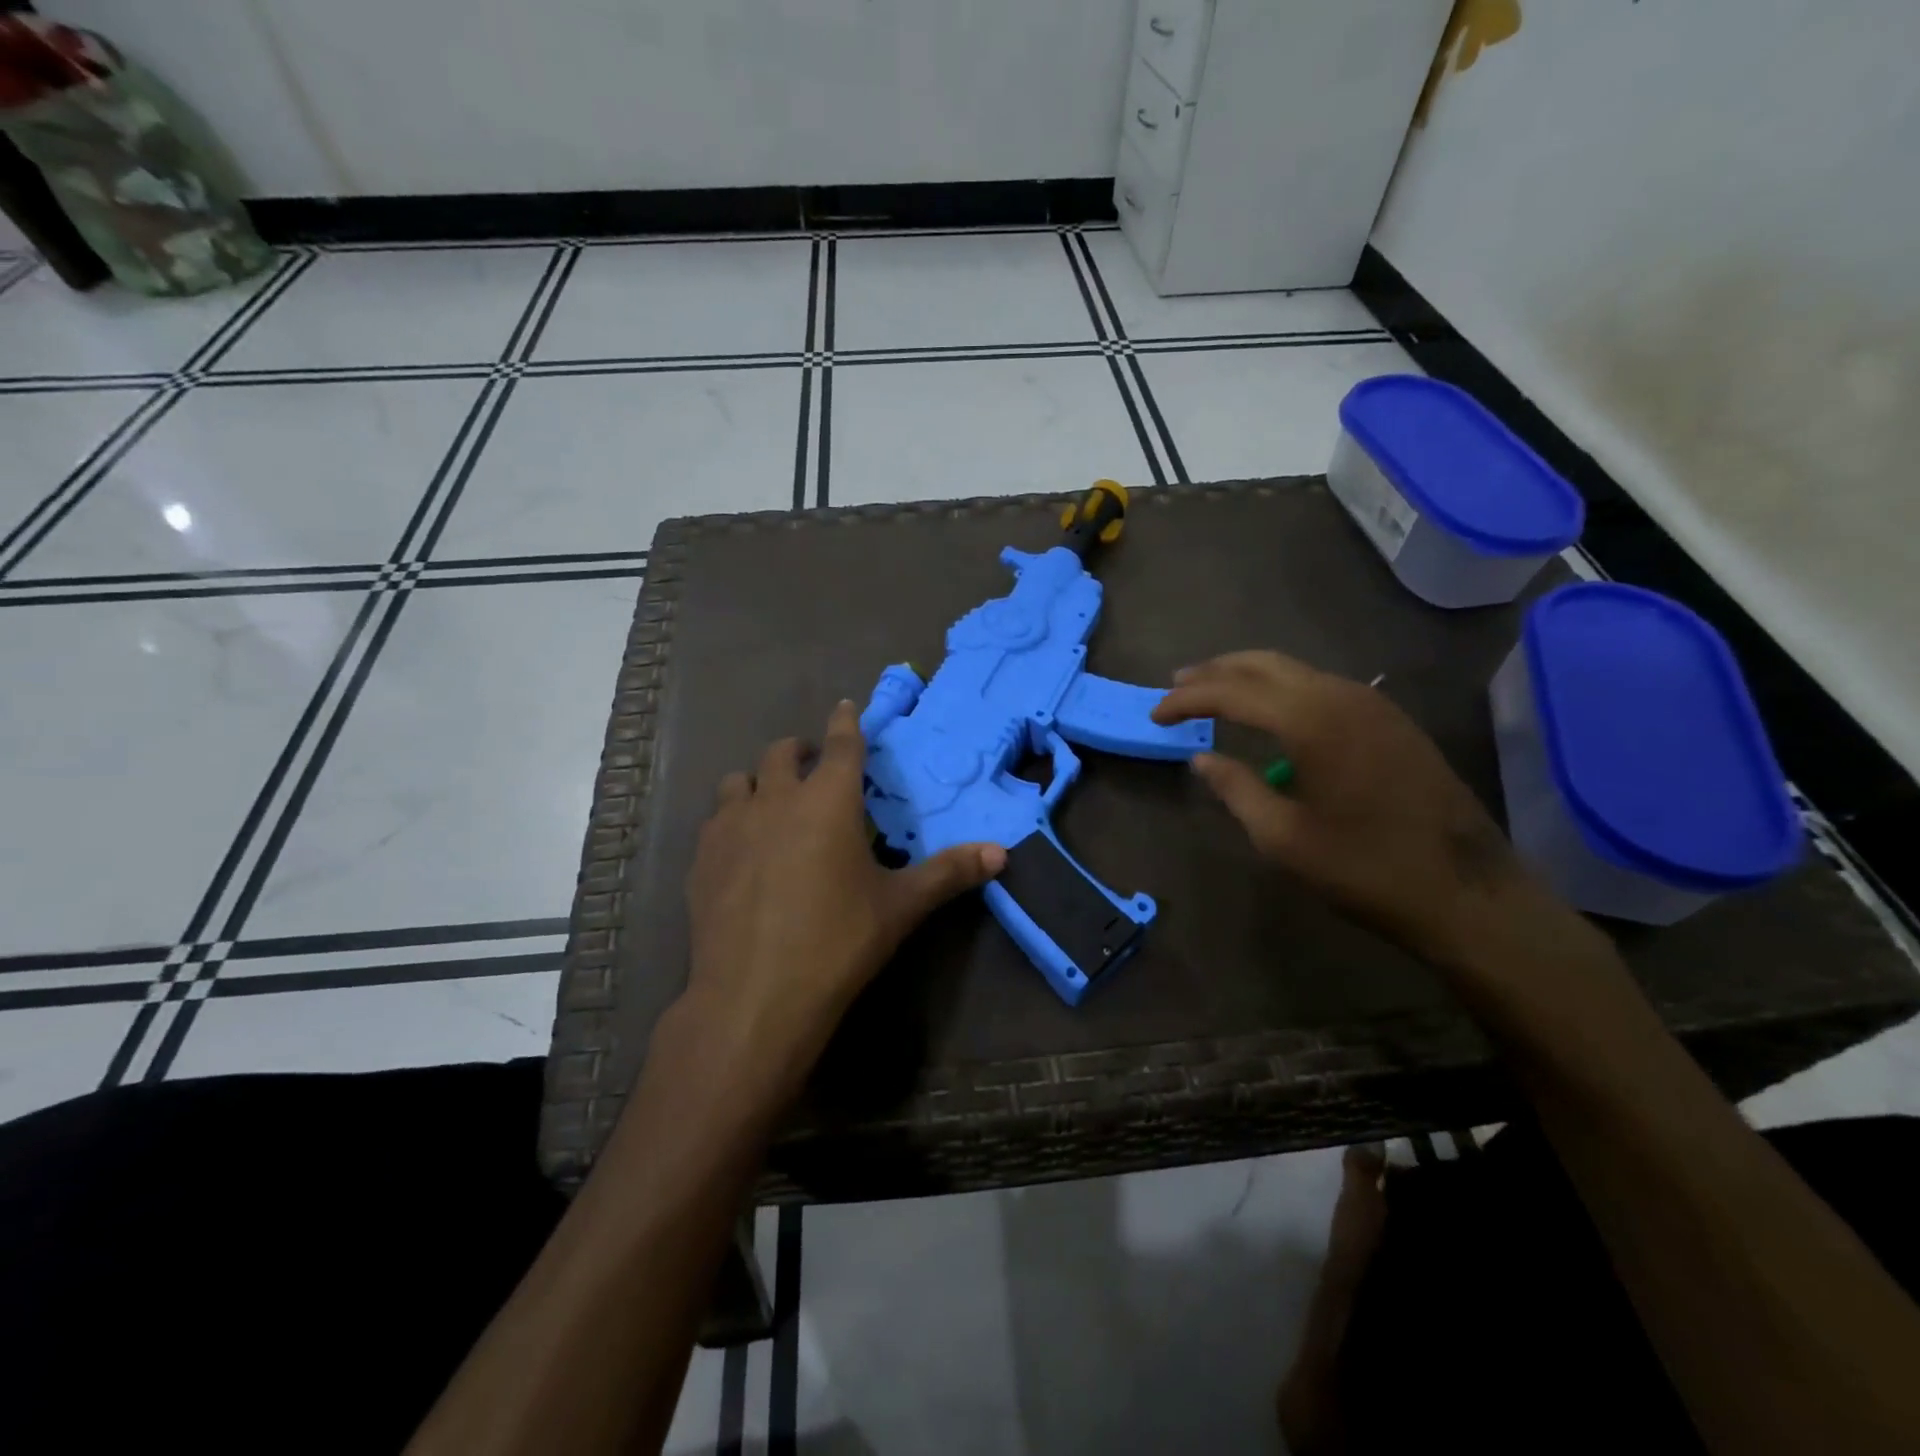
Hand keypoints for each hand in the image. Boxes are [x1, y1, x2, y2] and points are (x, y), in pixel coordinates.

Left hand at [679, 701, 1004, 1102]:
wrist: (754, 997)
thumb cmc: (837, 942)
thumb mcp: (901, 907)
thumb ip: (950, 873)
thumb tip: (1001, 853)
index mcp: (828, 801)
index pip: (841, 745)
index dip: (846, 722)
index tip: (846, 706)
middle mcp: (776, 799)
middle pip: (782, 752)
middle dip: (801, 750)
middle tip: (815, 766)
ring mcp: (731, 826)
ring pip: (740, 780)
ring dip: (760, 781)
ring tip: (774, 803)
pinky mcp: (701, 858)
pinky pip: (716, 819)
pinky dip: (732, 818)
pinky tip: (742, 849)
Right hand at [1152, 650, 1572, 968]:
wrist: (1468, 892)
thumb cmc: (1365, 868)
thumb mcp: (1283, 837)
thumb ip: (1235, 789)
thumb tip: (1201, 759)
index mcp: (1311, 720)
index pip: (1232, 692)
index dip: (1187, 700)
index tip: (1155, 714)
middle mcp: (1342, 696)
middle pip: (1264, 664)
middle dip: (1215, 672)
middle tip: (1177, 686)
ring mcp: (1373, 705)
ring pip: (1297, 671)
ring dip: (1250, 676)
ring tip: (1214, 692)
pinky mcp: (1391, 721)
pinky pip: (1323, 687)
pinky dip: (1283, 689)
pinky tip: (1271, 712)